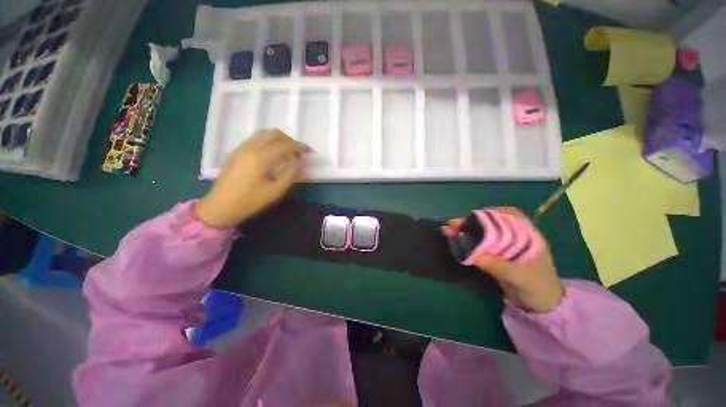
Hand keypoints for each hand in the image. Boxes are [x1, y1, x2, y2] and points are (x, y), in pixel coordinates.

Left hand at [195, 129, 308, 228]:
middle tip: (299, 153)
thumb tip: (302, 163)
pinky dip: (268, 142)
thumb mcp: (275, 191)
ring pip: (264, 134)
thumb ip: (291, 175)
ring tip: (287, 153)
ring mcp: (241, 148)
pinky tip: (272, 155)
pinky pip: (255, 139)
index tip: (310, 152)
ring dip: (279, 139)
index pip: (285, 145)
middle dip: (290, 141)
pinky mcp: (236, 152)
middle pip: (274, 134)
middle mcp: (250, 147)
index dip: (300, 147)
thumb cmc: (249, 201)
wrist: (220, 206)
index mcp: (260, 157)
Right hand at [442, 207, 563, 312]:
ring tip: (448, 231)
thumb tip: (472, 255)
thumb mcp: (520, 277)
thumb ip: (498, 265)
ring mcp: (504, 246)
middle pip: (491, 223)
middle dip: (471, 222)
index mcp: (527, 236)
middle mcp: (515, 237)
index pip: (510, 214)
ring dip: (466, 231)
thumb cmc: (538, 288)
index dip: (492, 212)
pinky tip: (456, 241)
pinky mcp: (496, 255)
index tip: (475, 216)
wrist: (540, 306)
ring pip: (483, 234)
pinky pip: (480, 245)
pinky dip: (468, 242)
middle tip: (452, 224)